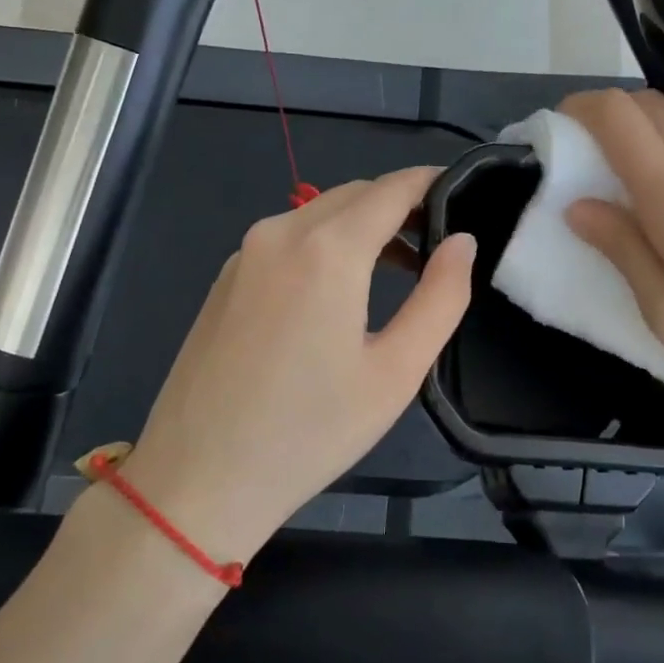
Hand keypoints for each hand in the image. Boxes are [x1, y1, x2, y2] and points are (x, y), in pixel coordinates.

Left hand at [109, 167, 476, 561]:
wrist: (197, 480)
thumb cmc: (310, 431)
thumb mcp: (396, 372)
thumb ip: (441, 297)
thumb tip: (462, 242)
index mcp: (327, 248)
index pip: (393, 188)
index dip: (432, 182)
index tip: (466, 193)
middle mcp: (281, 232)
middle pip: (355, 194)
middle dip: (401, 205)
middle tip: (441, 240)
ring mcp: (245, 253)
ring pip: (319, 214)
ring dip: (364, 225)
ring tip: (403, 266)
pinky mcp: (226, 278)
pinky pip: (289, 239)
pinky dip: (327, 243)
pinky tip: (341, 289)